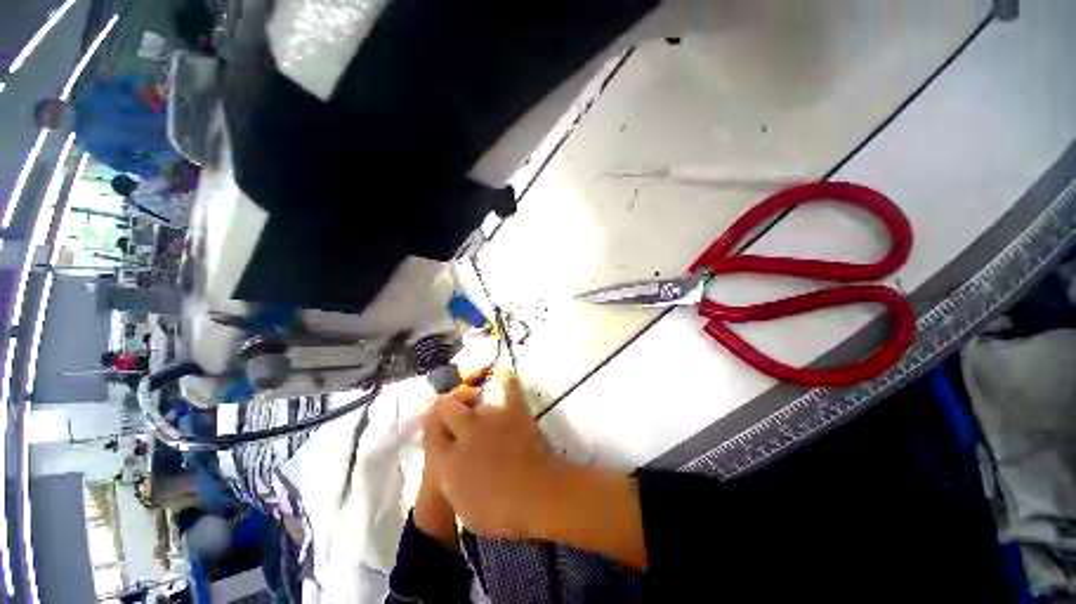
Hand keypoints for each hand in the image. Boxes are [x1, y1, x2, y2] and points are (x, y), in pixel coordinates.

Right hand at [423, 371, 558, 537]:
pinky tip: (503, 373)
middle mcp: (465, 433)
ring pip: (476, 402)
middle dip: (449, 409)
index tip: (440, 429)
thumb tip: (448, 463)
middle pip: (447, 406)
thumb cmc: (500, 512)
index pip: (430, 431)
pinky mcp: (514, 411)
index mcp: (447, 461)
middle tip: (456, 417)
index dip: (433, 427)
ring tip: (482, 416)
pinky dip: (506, 380)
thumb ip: (451, 478)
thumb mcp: (463, 506)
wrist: (537, 496)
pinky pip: (509, 387)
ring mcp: (490, 418)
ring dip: (476, 407)